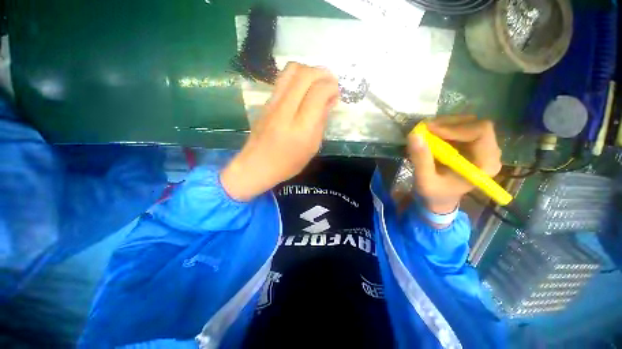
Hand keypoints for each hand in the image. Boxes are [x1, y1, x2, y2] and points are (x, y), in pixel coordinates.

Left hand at [221, 63, 339, 200]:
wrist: (256, 165)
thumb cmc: (288, 163)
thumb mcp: (312, 147)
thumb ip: (321, 121)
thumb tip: (330, 100)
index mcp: (301, 127)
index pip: (318, 92)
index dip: (331, 86)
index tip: (336, 93)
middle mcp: (285, 110)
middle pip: (305, 74)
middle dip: (323, 73)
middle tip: (330, 84)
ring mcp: (272, 103)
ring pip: (292, 70)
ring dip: (309, 71)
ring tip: (317, 83)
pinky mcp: (266, 102)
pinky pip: (283, 79)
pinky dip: (298, 77)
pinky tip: (303, 90)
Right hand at [407, 116, 501, 213]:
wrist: (440, 198)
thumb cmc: (435, 193)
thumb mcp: (425, 180)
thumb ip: (421, 160)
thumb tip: (414, 135)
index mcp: (485, 164)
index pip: (481, 132)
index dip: (456, 127)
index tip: (430, 130)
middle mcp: (489, 152)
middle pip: (475, 124)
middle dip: (448, 124)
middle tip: (425, 129)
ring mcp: (481, 147)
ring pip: (468, 123)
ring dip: (445, 124)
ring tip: (426, 132)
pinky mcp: (471, 144)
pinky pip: (461, 127)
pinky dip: (444, 128)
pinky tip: (432, 135)